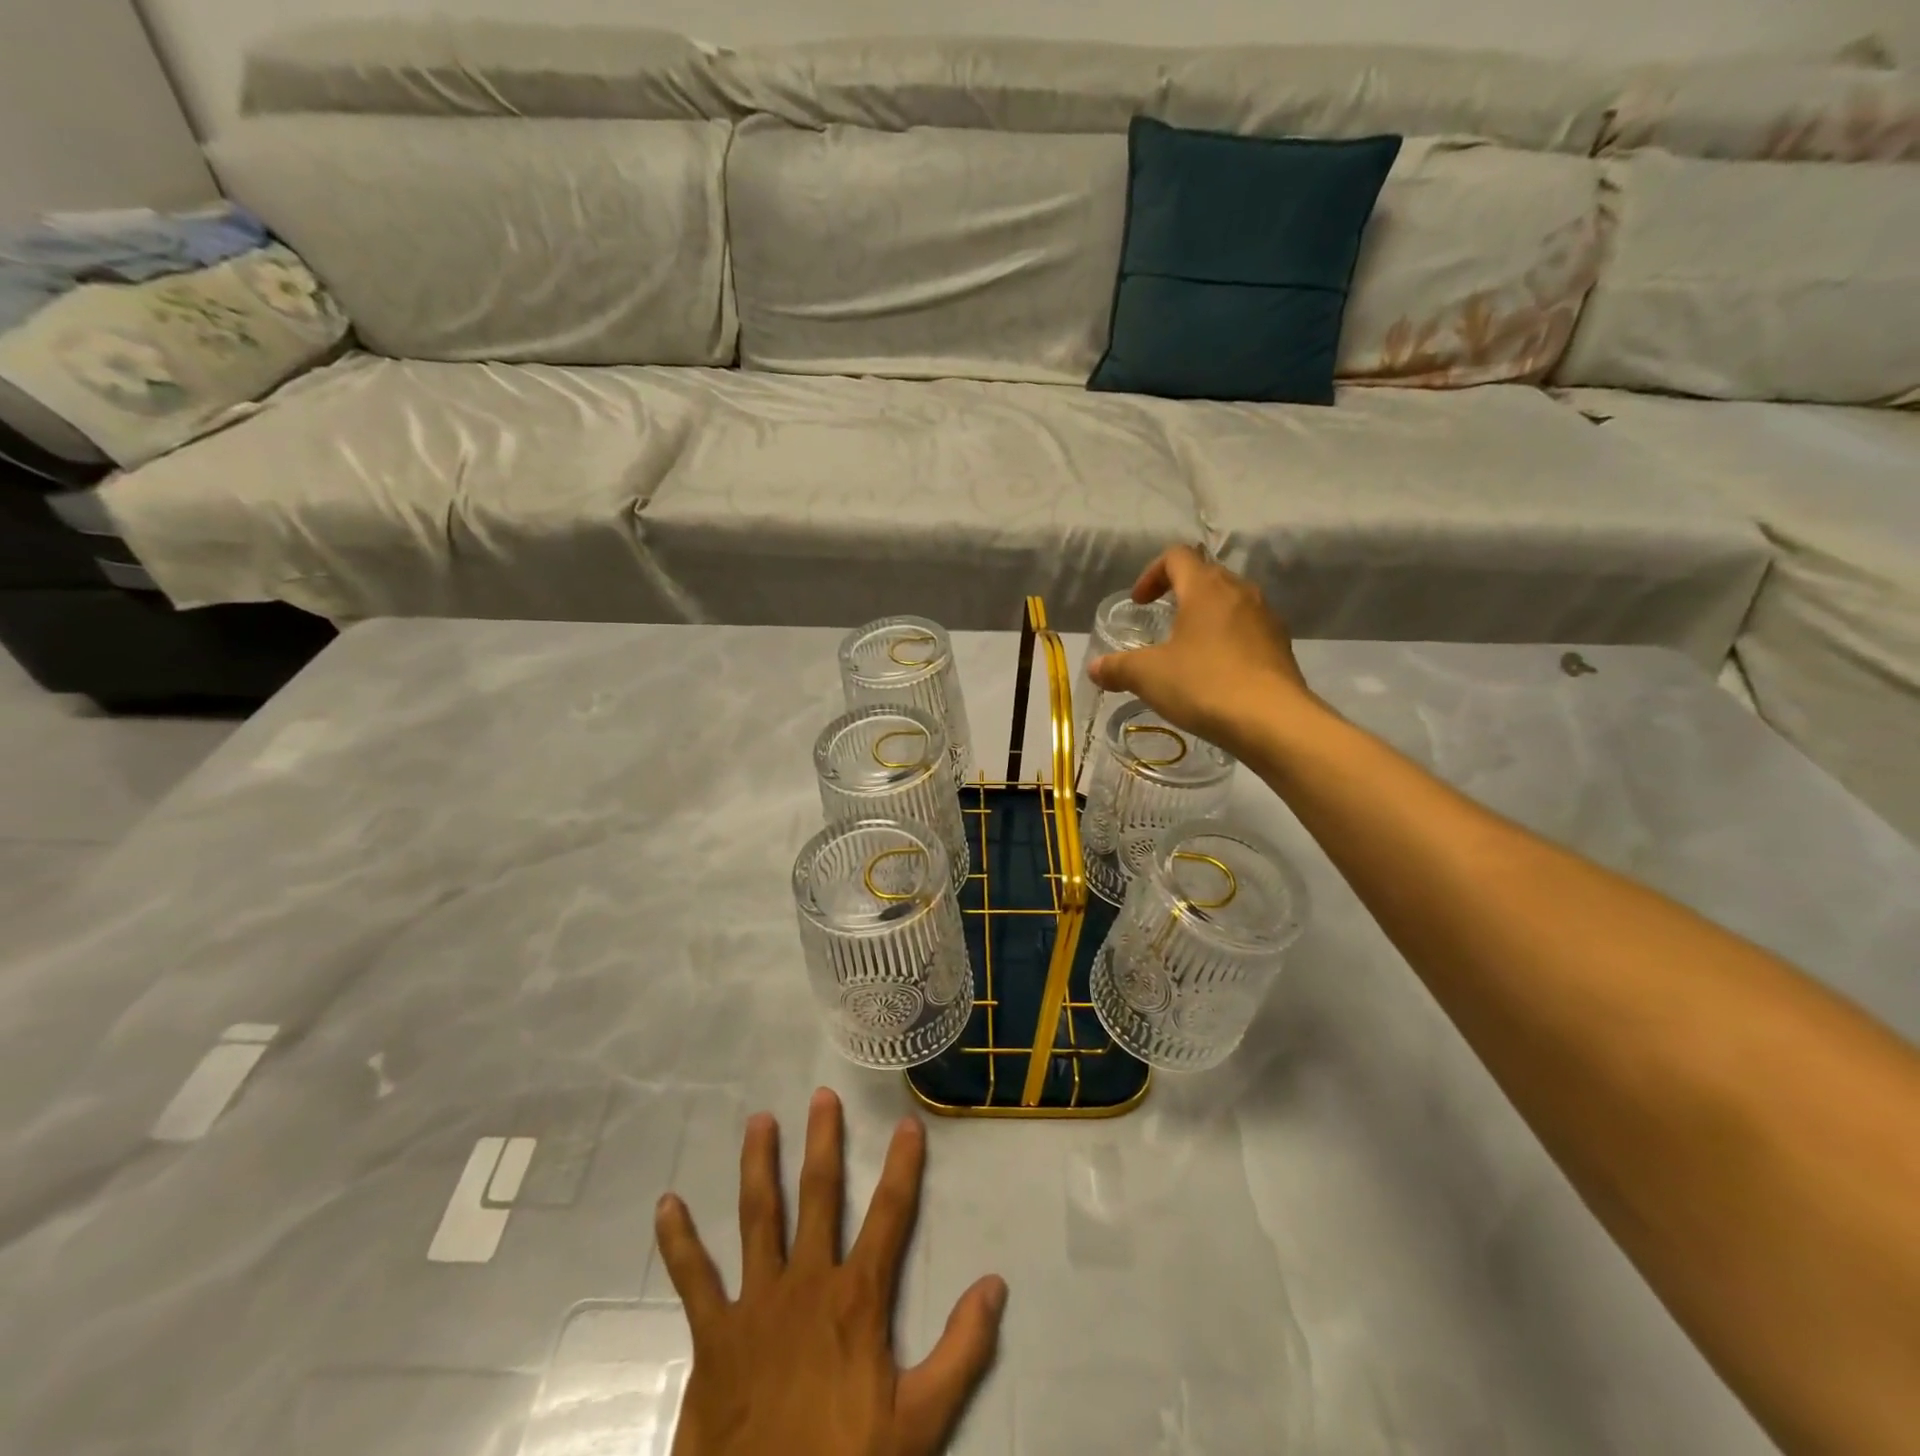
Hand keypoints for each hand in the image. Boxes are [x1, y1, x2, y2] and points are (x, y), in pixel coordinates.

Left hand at [657, 1087, 1007, 1455]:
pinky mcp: (714, 1335)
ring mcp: (756, 1304)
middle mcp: (806, 1283)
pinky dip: (679, 1241)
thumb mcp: (920, 1423)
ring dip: (759, 1165)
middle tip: (822, 1096)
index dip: (902, 1167)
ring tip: (759, 1120)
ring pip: (758, 1216)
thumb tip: (995, 1284)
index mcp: (856, 1298)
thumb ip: (961, 1351)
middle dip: (822, 1142)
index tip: (907, 1124)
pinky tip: (666, 1206)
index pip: (889, 1216)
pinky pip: (694, 1280)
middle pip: (818, 1196)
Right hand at [1088, 545, 1322, 760]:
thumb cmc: (1204, 685)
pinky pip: (1248, 631)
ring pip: (1231, 603)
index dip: (1152, 574)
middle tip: (1162, 622)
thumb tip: (1095, 668)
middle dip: (1180, 593)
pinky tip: (1216, 674)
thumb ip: (1117, 668)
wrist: (1273, 721)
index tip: (1140, 603)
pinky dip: (1228, 641)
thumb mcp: (1148, 676)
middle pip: (1206, 576)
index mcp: (1205, 588)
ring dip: (1207, 617)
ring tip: (1188, 650)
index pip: (1177, 556)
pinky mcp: (1281, 646)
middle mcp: (1240, 592)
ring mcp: (1266, 618)